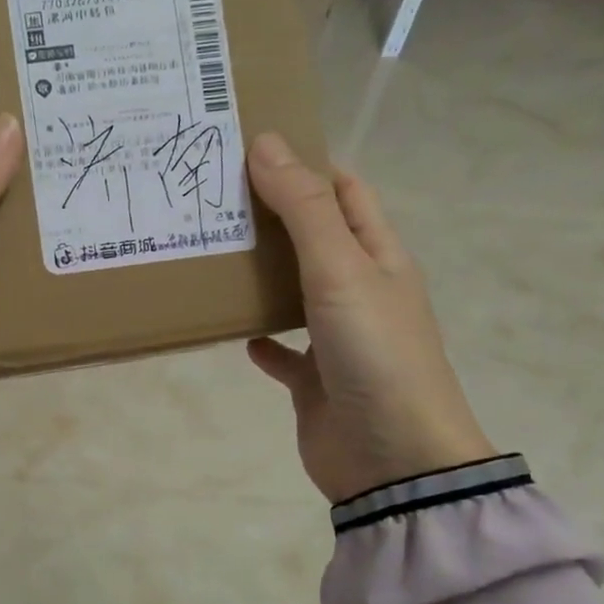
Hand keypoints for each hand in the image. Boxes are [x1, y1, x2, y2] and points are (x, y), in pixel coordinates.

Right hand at [245, 133, 494, 502]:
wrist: (393, 461)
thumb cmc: (375, 354)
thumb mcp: (340, 270)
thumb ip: (303, 210)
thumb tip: (268, 142)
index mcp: (379, 256)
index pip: (345, 192)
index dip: (307, 165)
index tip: (252, 149)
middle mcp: (361, 291)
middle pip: (315, 238)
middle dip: (272, 217)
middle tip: (213, 198)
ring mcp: (339, 339)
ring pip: (294, 292)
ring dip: (260, 276)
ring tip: (210, 253)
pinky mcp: (316, 381)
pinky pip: (283, 352)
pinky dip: (260, 340)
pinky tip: (232, 332)